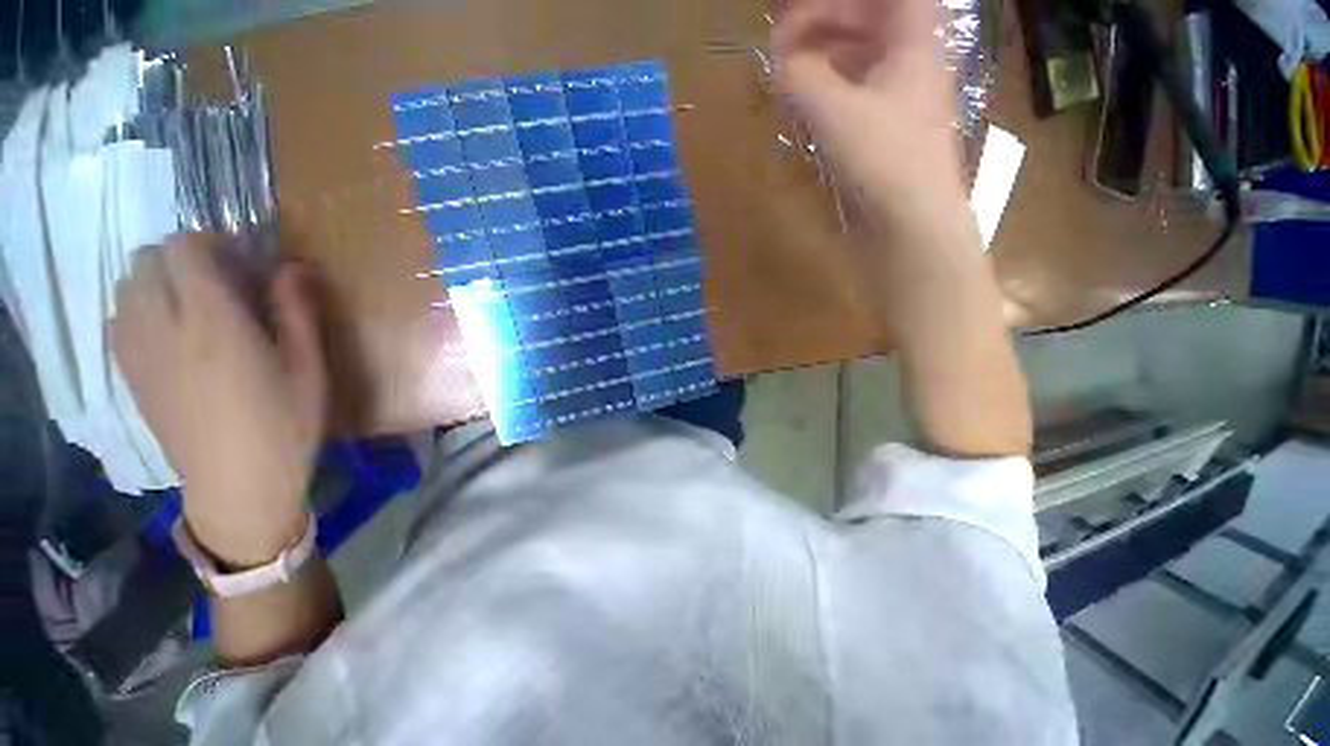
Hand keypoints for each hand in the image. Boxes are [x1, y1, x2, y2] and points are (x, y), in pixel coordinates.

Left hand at [112, 234, 327, 567]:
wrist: (237, 483)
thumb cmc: (286, 424)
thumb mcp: (309, 368)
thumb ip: (298, 312)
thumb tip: (294, 267)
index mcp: (212, 323)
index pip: (184, 250)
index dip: (210, 242)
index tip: (241, 260)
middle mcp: (163, 327)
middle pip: (147, 260)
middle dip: (181, 258)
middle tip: (220, 282)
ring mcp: (138, 352)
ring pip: (126, 286)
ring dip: (158, 281)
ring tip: (194, 305)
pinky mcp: (129, 374)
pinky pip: (118, 318)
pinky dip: (139, 308)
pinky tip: (170, 332)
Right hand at [772, 0, 970, 235]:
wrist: (912, 224)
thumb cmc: (885, 160)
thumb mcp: (836, 112)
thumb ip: (801, 78)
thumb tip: (778, 63)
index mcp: (913, 41)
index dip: (835, 4)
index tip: (793, 19)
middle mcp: (909, 62)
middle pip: (867, 21)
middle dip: (822, 24)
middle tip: (781, 44)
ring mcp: (898, 99)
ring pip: (859, 59)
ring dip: (823, 60)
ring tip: (787, 74)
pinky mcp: (884, 132)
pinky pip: (854, 95)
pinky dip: (828, 94)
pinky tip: (806, 108)